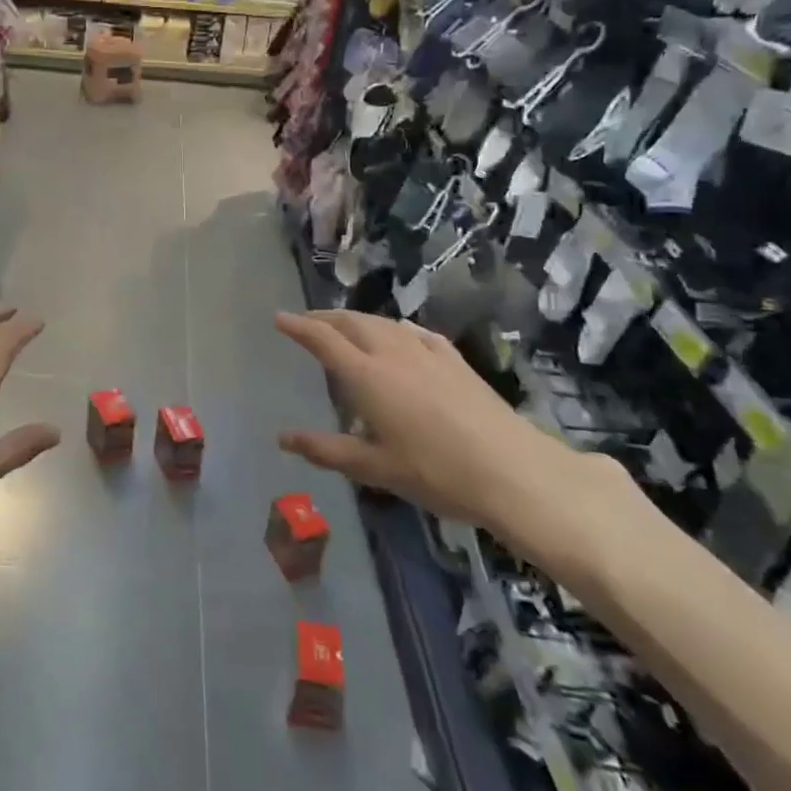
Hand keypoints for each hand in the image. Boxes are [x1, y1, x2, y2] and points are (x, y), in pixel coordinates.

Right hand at [274, 310, 594, 550]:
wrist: (511, 470)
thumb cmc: (435, 472)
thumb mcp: (374, 468)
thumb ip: (326, 450)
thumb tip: (282, 438)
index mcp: (367, 376)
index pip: (323, 340)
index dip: (298, 327)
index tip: (279, 318)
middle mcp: (393, 353)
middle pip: (352, 323)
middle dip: (325, 318)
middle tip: (307, 322)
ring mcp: (427, 353)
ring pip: (383, 323)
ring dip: (357, 319)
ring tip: (345, 326)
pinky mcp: (455, 360)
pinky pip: (415, 332)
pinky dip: (395, 327)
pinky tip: (399, 332)